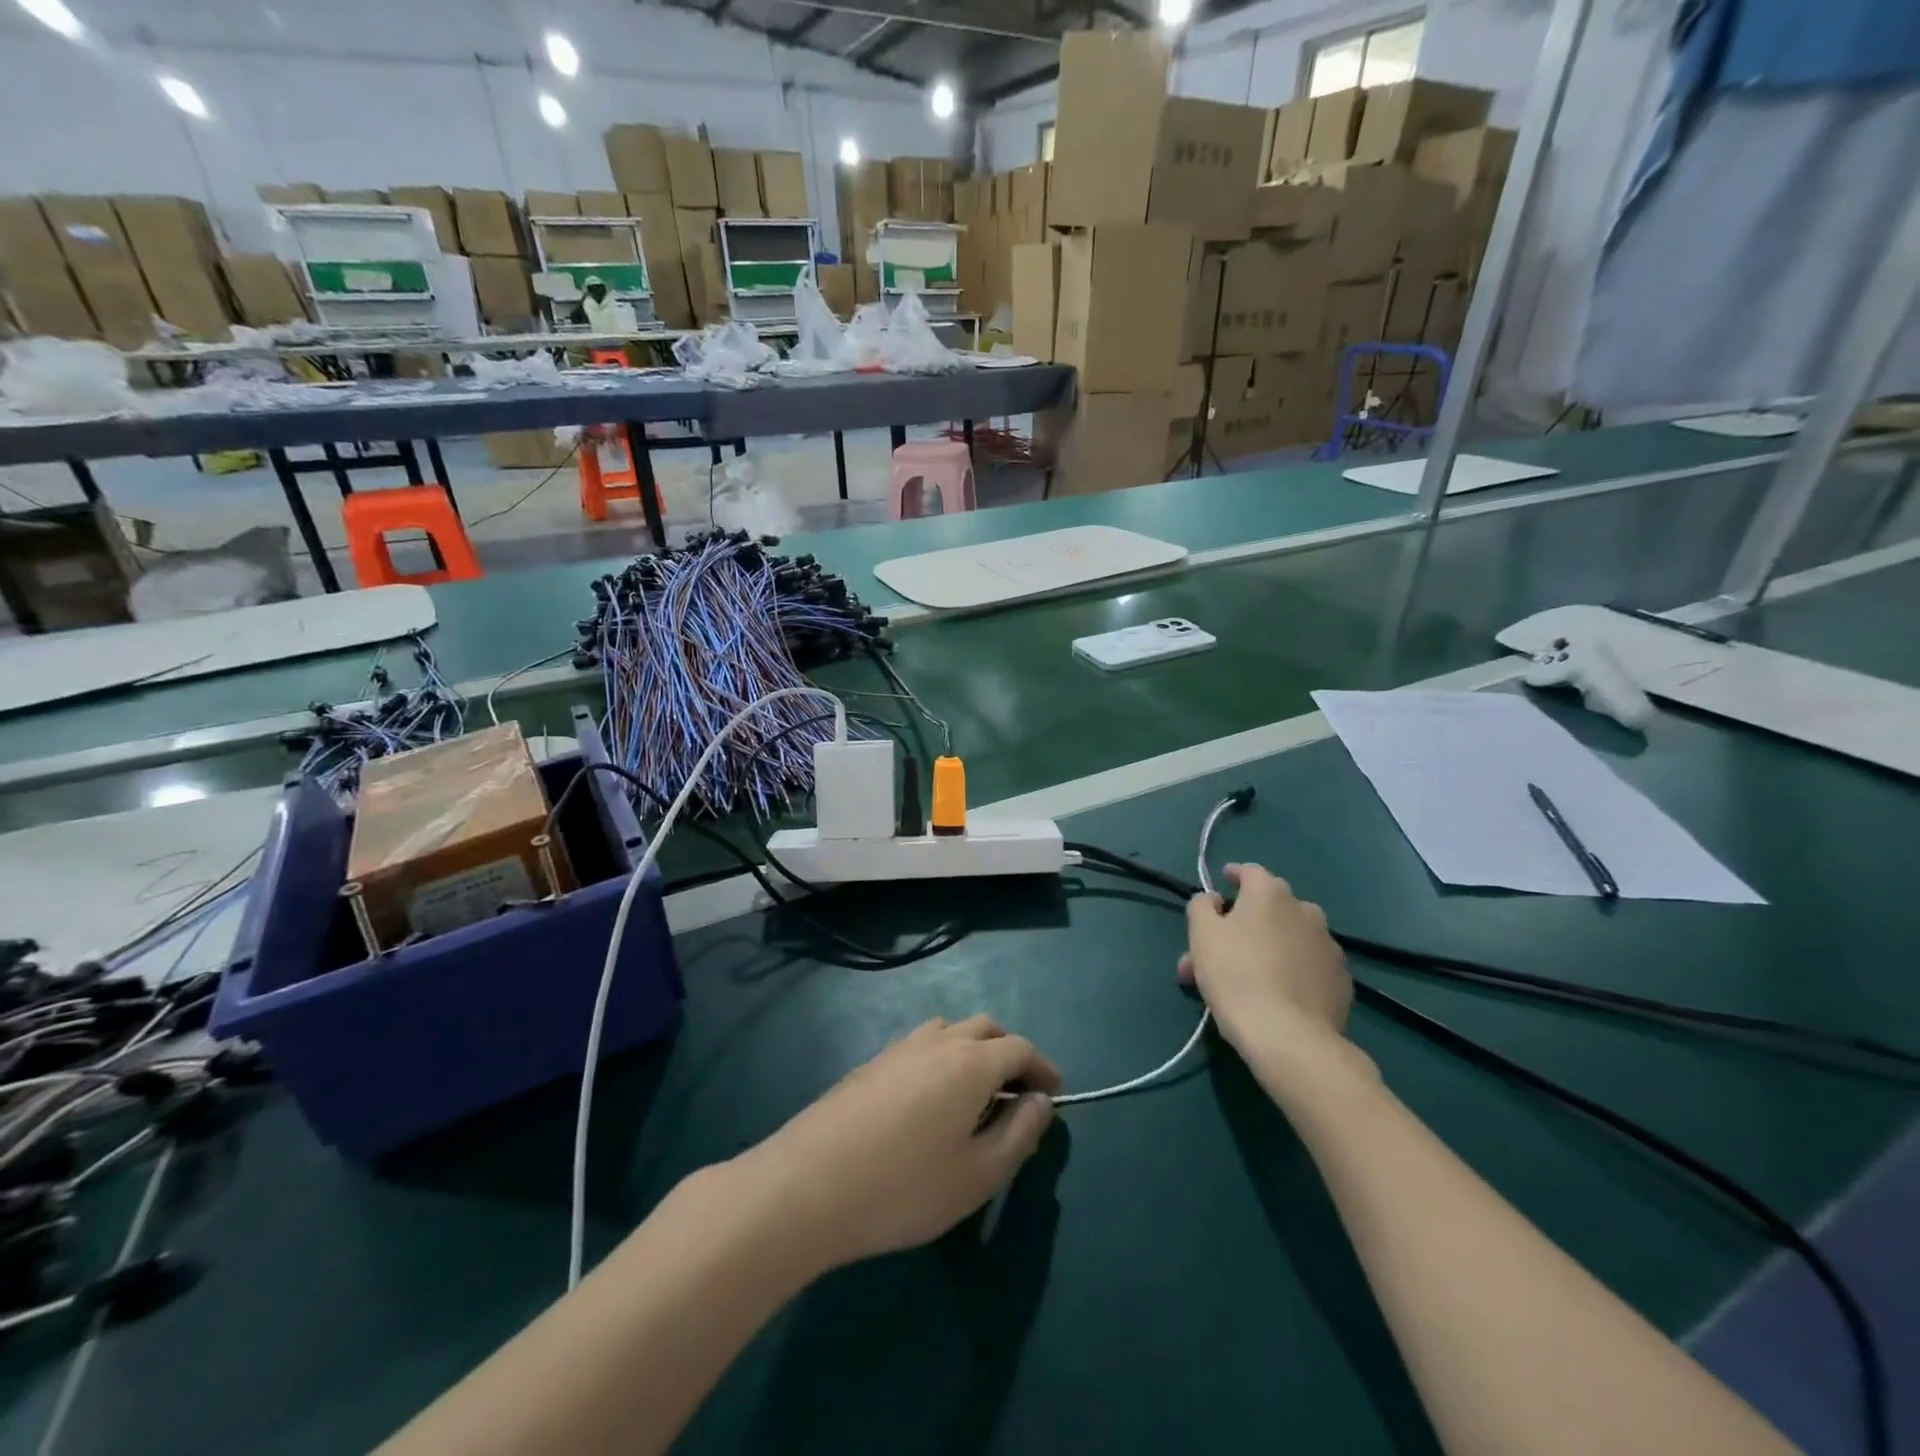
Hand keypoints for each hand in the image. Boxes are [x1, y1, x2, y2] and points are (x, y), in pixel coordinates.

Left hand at [737, 1015, 1060, 1272]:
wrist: (808, 1185)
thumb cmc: (904, 1187)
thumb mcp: (977, 1176)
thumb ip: (1018, 1135)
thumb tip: (1041, 1102)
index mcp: (970, 1062)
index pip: (1019, 1047)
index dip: (1043, 1067)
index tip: (1055, 1093)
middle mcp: (937, 1041)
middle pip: (985, 1028)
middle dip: (1010, 1052)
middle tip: (1019, 1091)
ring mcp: (899, 1048)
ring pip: (949, 1031)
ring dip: (973, 1050)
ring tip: (977, 1093)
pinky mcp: (870, 1063)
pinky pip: (920, 1046)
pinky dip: (942, 1058)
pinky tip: (930, 1100)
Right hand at [1179, 863, 1350, 1054]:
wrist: (1289, 1037)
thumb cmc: (1236, 976)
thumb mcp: (1202, 935)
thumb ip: (1202, 906)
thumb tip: (1214, 900)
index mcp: (1270, 894)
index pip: (1249, 871)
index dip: (1232, 876)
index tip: (1220, 888)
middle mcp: (1305, 910)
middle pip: (1269, 908)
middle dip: (1242, 923)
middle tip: (1218, 952)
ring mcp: (1329, 945)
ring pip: (1289, 938)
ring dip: (1268, 947)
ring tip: (1246, 978)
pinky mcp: (1342, 980)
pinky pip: (1308, 965)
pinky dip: (1291, 970)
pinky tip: (1277, 994)